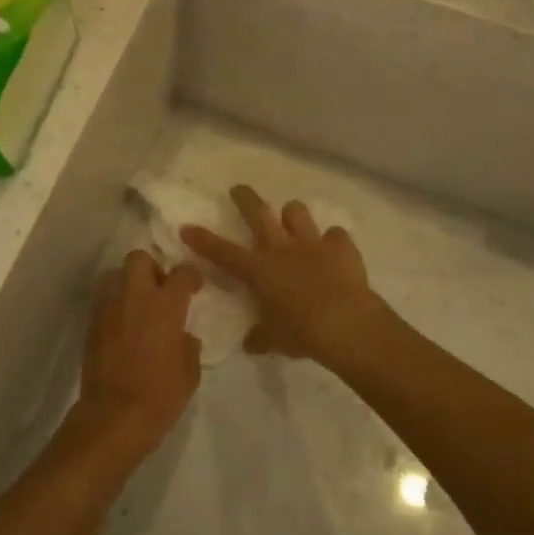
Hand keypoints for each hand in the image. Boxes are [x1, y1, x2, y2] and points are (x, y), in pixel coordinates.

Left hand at [71, 249, 202, 459]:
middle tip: (160, 289)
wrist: (114, 416)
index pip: (181, 272)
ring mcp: (109, 307)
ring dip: (128, 283)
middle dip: (151, 267)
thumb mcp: (189, 372)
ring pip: (115, 274)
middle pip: (139, 258)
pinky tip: (122, 324)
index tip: (193, 287)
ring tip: (137, 305)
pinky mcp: (92, 323)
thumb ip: (188, 345)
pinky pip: (104, 299)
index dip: (190, 276)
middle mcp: (135, 296)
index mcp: (165, 305)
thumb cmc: (160, 394)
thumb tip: (184, 335)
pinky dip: (114, 304)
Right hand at [182, 186, 391, 366]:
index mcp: (259, 270)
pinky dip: (333, 241)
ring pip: (296, 211)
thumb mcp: (275, 340)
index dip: (203, 240)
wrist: (346, 323)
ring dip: (292, 215)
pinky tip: (335, 250)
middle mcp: (281, 248)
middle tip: (238, 189)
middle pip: (258, 212)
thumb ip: (261, 337)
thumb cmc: (302, 333)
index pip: (222, 252)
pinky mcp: (341, 246)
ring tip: (292, 221)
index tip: (188, 227)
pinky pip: (336, 235)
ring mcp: (312, 243)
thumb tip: (251, 345)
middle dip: (245, 198)